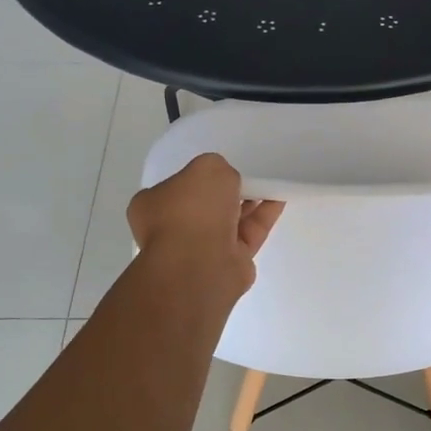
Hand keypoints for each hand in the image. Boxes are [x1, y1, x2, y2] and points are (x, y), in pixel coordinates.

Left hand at [128, 154, 283, 292]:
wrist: (202, 262)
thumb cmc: (193, 209)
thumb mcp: (207, 167)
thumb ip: (218, 167)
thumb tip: (225, 182)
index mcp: (152, 205)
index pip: (176, 188)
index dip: (199, 178)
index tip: (219, 171)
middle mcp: (172, 229)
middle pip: (205, 206)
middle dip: (226, 192)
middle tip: (246, 178)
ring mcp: (200, 249)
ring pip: (229, 221)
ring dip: (248, 203)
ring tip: (270, 185)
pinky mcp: (228, 262)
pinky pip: (248, 234)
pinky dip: (263, 217)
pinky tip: (279, 200)